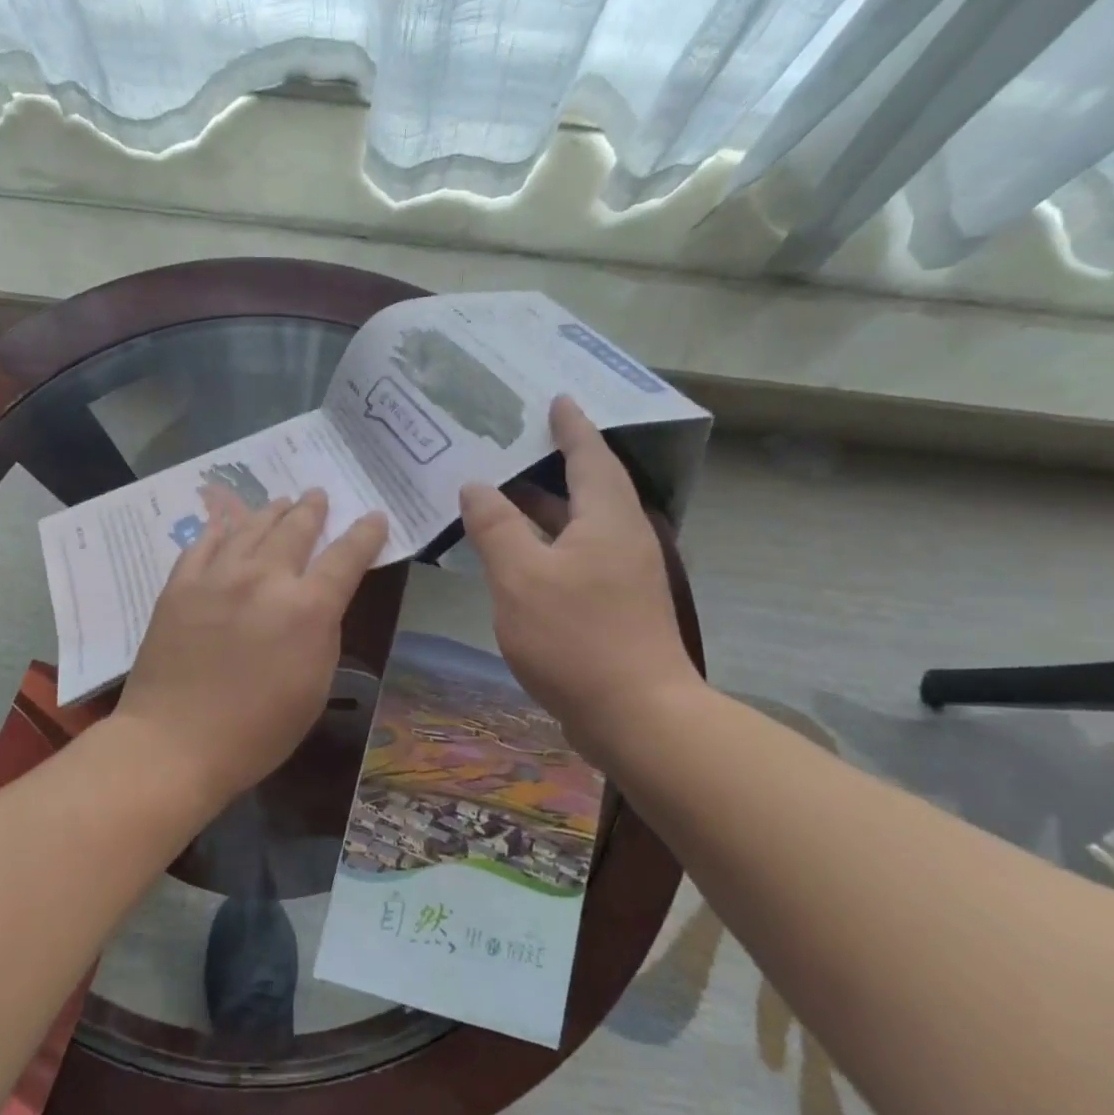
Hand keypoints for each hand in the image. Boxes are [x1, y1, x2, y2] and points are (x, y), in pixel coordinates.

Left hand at [117, 489, 387, 803]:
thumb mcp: (313, 687)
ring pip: (251, 527)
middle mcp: (264, 578)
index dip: (365, 534)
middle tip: (318, 495)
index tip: (374, 517)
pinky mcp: (180, 584)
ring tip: (281, 501)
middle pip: (295, 528)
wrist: (173, 742)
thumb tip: (318, 603)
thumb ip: (321, 634)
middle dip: (312, 509)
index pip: (346, 556)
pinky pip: (204, 543)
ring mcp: (217, 576)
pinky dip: (222, 529)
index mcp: (307, 608)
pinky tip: (227, 525)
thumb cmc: (256, 731)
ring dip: (271, 511)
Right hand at [459, 396, 699, 749]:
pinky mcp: (615, 606)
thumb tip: (476, 487)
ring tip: (501, 493)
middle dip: (551, 463)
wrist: (637, 716)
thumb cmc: (576, 637)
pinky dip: (545, 544)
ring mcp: (621, 575)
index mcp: (606, 518)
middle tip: (511, 442)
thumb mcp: (521, 576)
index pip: (589, 455)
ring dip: (542, 508)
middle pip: (586, 487)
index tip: (556, 398)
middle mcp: (621, 538)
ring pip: (577, 526)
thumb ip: (496, 527)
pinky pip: (574, 556)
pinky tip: (514, 554)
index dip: (571, 426)